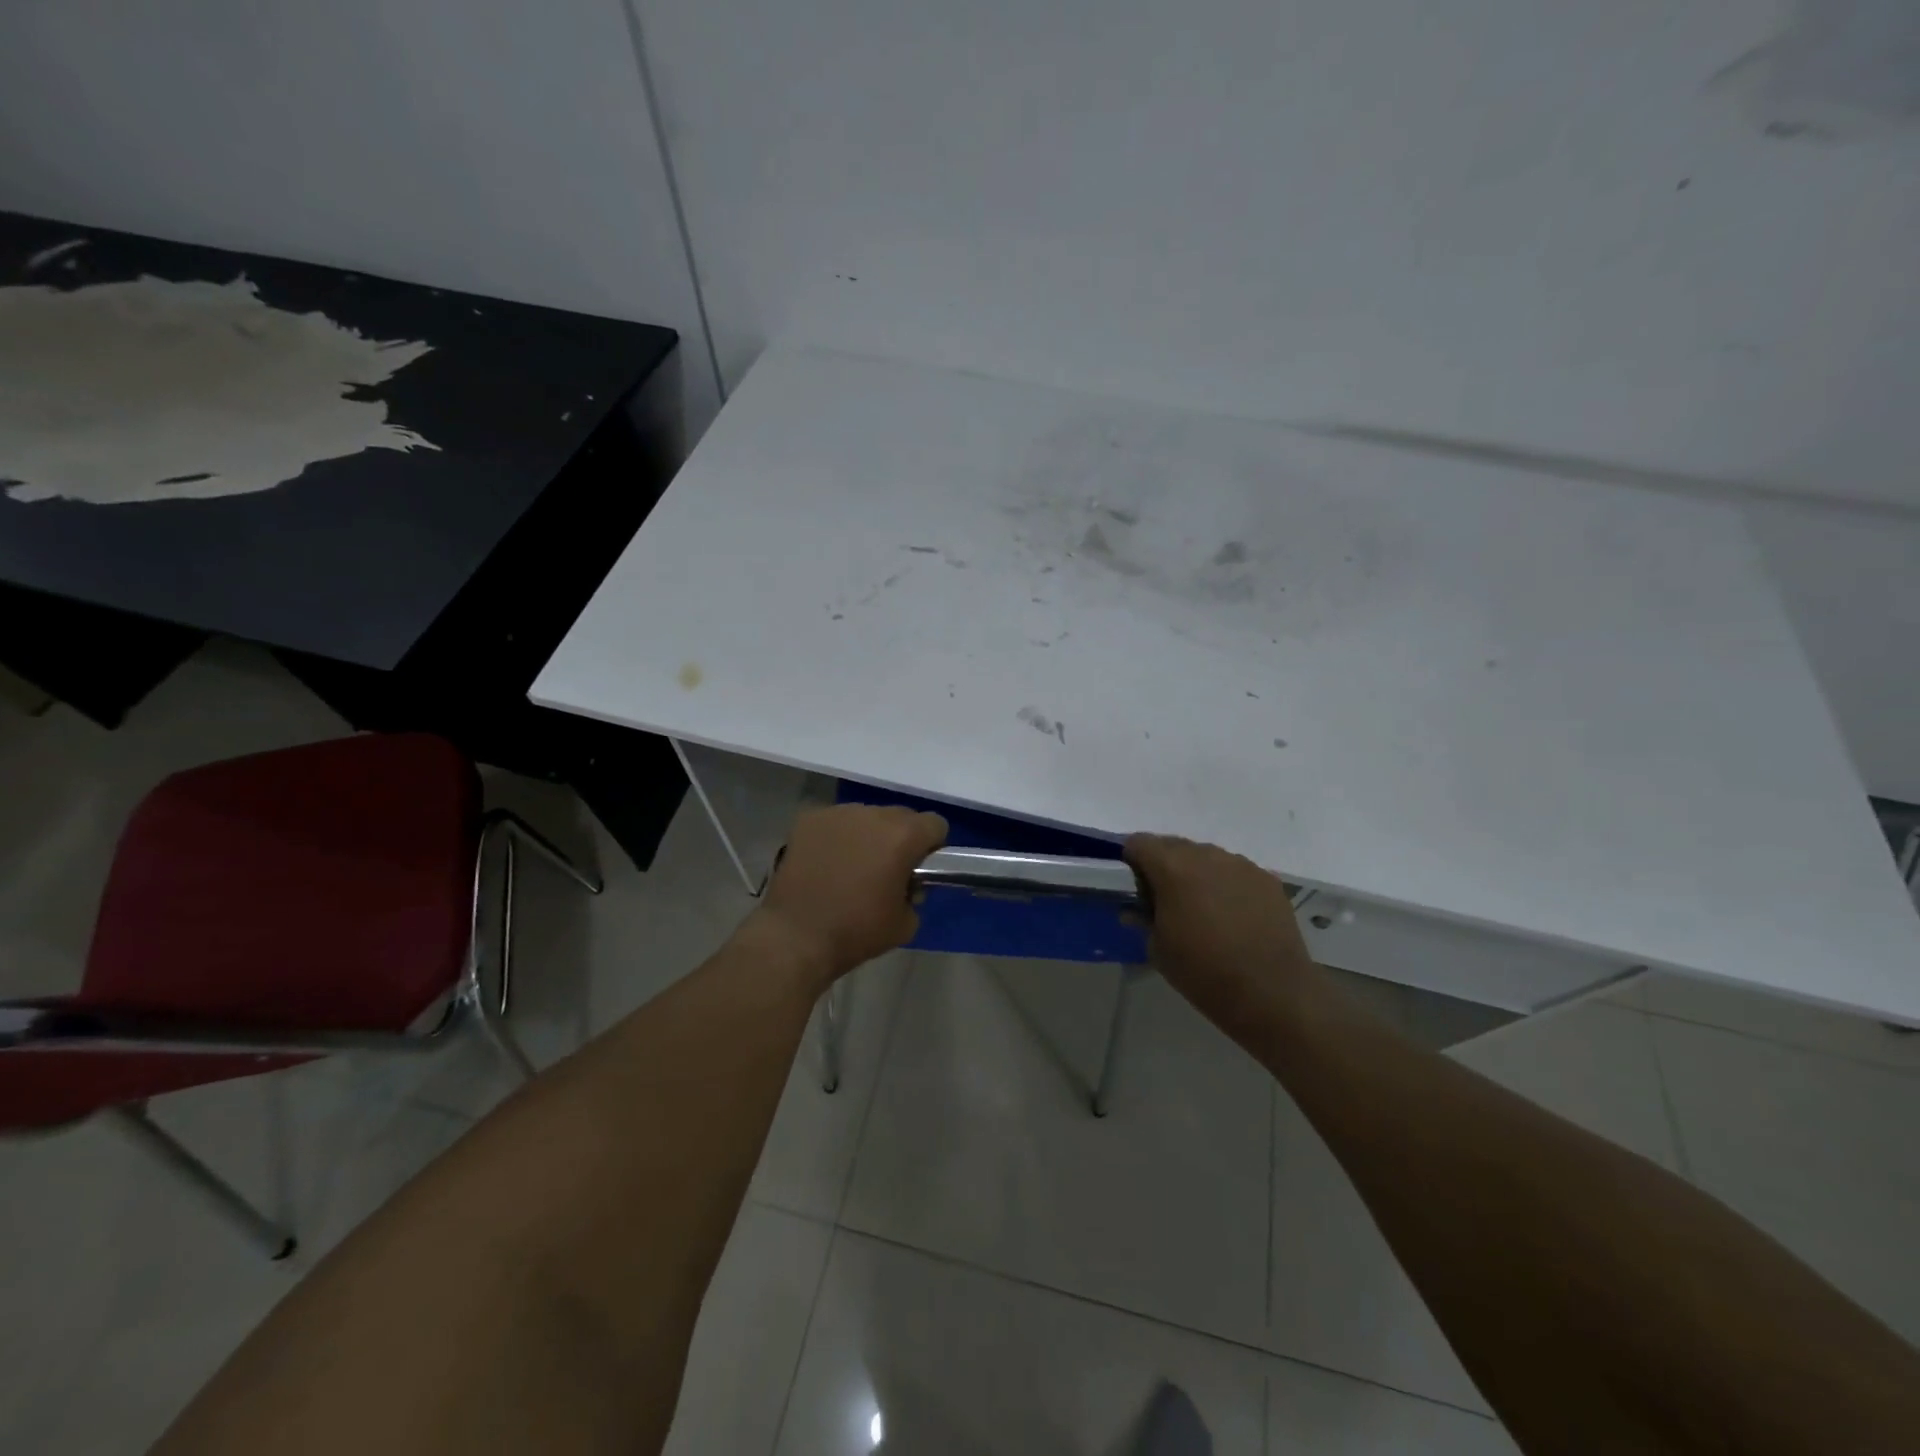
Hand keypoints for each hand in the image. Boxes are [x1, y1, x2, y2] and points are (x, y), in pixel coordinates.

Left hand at [754, 804, 947, 983]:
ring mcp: (838, 813)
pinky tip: (825, 863)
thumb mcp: (906, 923)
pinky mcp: (809, 819)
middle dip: (899, 838)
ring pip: (866, 816)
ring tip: (850, 867)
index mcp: (903, 835)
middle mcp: (873, 814)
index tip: (919, 868)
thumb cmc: (856, 931)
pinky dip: (836, 837)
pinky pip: (835, 822)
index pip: (935, 824)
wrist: (795, 936)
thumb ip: (915, 894)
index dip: (932, 846)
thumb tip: (906, 883)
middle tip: (885, 869)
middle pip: (900, 816)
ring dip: (867, 835)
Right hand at [1124, 834, 1318, 1029]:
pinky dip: (1225, 884)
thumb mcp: (1158, 949)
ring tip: (1201, 907)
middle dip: (1163, 865)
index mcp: (1172, 868)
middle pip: (1173, 845)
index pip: (1139, 843)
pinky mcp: (1267, 879)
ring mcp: (1240, 865)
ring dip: (1196, 873)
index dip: (1131, 860)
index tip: (1134, 886)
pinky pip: (1235, 871)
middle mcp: (1206, 855)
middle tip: (1164, 899)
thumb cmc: (1203, 972)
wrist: (1271, 993)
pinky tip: (1232, 915)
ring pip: (1206, 856)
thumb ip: (1143, 919)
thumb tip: (1135, 909)